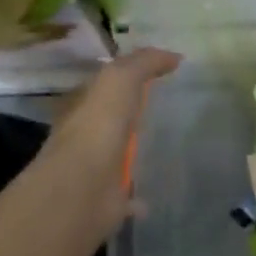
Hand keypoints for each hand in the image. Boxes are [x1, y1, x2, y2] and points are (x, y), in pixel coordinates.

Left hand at [39, 47, 180, 232]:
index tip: (160, 76)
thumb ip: (144, 63)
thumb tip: (174, 57)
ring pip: (118, 154)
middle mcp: (84, 136)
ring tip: (167, 149)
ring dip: (136, 153)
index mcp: (82, 106)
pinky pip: (127, 194)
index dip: (128, 77)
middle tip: (169, 111)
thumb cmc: (97, 127)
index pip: (104, 85)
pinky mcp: (107, 198)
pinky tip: (157, 192)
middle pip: (112, 119)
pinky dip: (139, 195)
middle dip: (132, 115)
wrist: (81, 188)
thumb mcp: (120, 79)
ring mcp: (94, 169)